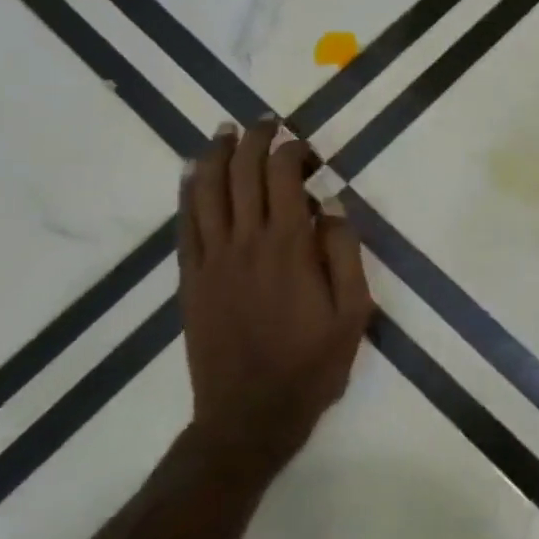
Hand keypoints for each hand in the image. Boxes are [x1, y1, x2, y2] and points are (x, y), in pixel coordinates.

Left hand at [177, 120, 373, 483]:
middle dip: (254, 140)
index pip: (283, 176)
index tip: (307, 148)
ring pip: (208, 191)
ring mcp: (212, 259)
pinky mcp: (191, 278)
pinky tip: (192, 173)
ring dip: (216, 155)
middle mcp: (246, 241)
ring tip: (225, 132)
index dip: (292, 151)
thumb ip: (344, 252)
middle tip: (265, 122)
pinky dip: (188, 191)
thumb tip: (332, 204)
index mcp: (289, 246)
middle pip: (243, 173)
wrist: (249, 415)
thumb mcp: (353, 312)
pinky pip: (185, 223)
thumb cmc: (311, 364)